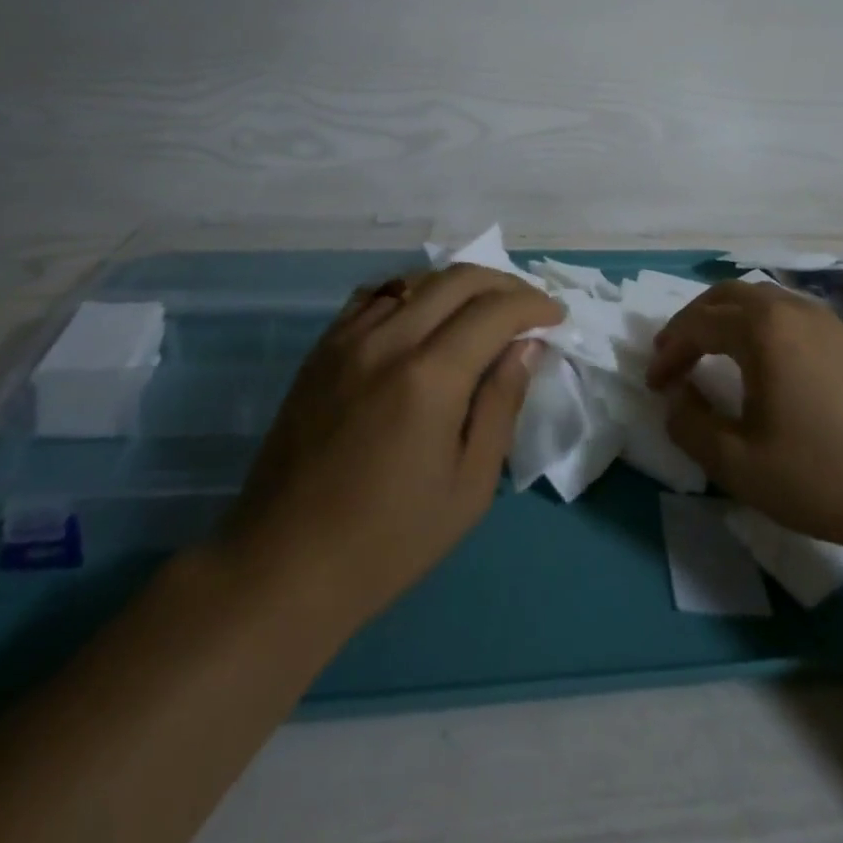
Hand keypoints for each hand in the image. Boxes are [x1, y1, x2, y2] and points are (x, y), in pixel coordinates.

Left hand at [223, 265, 562, 632]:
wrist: (286, 562)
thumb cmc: (390, 539)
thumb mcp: (469, 485)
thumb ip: (500, 405)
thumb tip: (526, 347)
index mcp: (429, 378)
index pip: (494, 311)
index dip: (534, 306)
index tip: (556, 318)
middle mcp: (387, 341)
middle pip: (456, 280)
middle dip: (503, 284)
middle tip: (528, 308)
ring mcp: (347, 339)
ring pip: (415, 280)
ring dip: (458, 285)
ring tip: (482, 310)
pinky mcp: (322, 349)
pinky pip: (374, 296)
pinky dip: (411, 293)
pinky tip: (423, 316)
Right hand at [646, 280, 842, 554]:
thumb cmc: (824, 476)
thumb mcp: (740, 464)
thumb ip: (691, 427)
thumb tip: (676, 400)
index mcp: (763, 330)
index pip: (698, 325)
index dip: (668, 352)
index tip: (653, 385)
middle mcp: (792, 310)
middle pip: (726, 296)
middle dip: (691, 322)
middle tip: (672, 355)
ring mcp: (826, 321)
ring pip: (759, 299)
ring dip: (724, 318)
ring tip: (709, 351)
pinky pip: (787, 312)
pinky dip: (757, 324)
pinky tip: (760, 359)